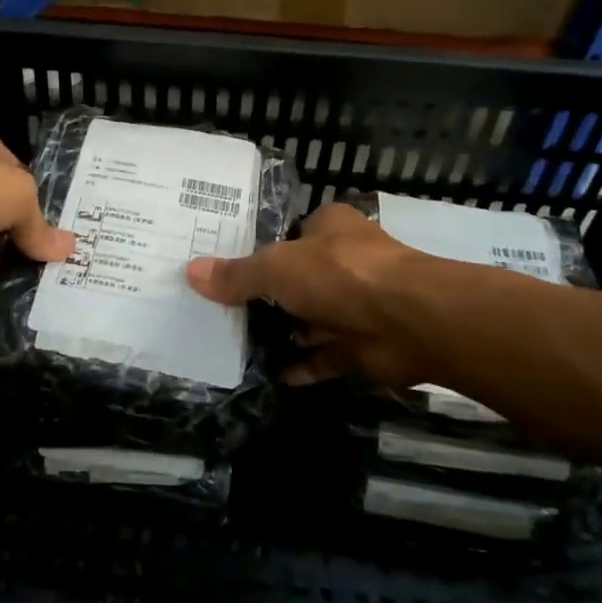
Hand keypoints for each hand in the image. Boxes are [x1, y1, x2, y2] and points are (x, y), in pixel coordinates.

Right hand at [186, 203, 441, 386]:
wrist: (410, 322)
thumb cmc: (340, 275)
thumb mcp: (277, 267)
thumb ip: (237, 275)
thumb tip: (191, 272)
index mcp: (329, 228)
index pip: (289, 233)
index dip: (259, 247)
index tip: (223, 266)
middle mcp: (344, 262)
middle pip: (296, 278)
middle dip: (264, 295)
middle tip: (217, 308)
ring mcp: (355, 305)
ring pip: (309, 319)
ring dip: (281, 332)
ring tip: (232, 343)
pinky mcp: (362, 345)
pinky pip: (323, 356)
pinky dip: (300, 365)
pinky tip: (267, 374)